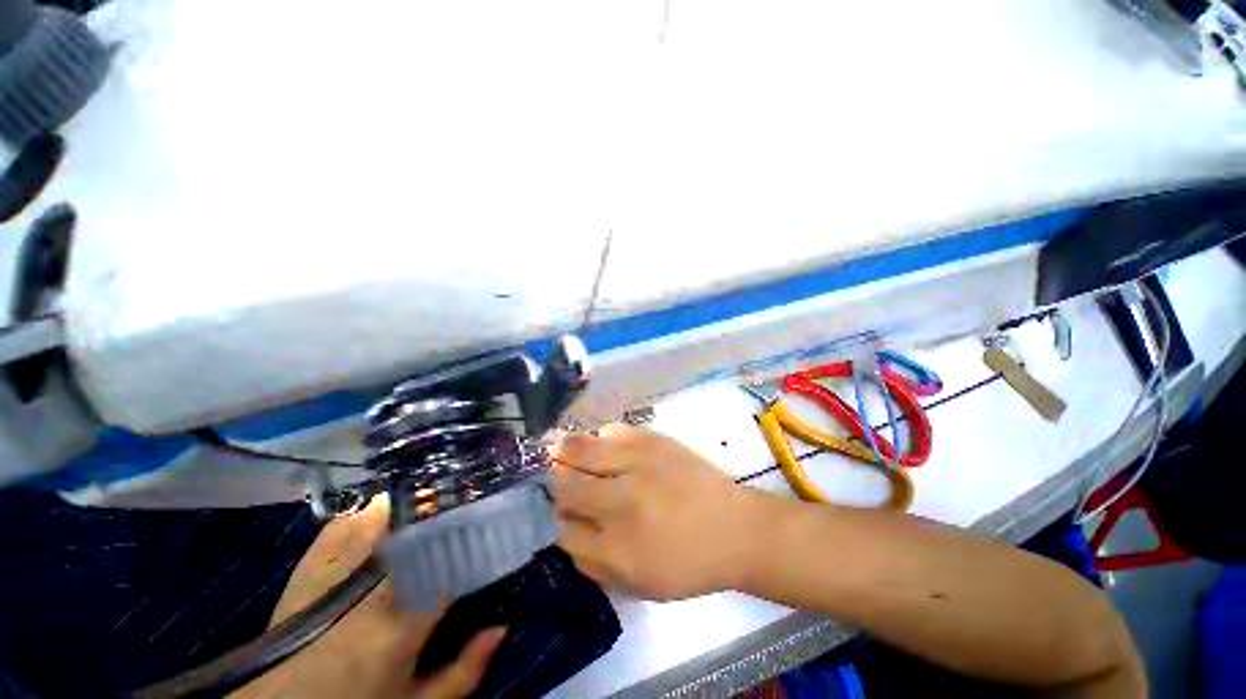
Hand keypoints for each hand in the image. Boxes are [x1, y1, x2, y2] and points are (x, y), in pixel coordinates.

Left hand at [234, 496, 504, 698]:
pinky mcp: (309, 566)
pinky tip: (387, 510)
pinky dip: (369, 511)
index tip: (488, 523)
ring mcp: (334, 572)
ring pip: (382, 517)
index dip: (473, 538)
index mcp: (401, 624)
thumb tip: (501, 627)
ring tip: (433, 499)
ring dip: (411, 504)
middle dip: (446, 510)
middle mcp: (371, 589)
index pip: (451, 562)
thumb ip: (464, 671)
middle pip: (418, 530)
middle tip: (466, 501)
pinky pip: (344, 523)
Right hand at [550, 424, 764, 600]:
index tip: (553, 512)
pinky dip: (601, 438)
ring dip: (565, 453)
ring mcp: (637, 464)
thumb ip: (592, 562)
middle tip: (555, 479)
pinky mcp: (653, 440)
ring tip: (564, 454)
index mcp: (616, 548)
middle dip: (552, 482)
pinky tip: (607, 447)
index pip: (559, 528)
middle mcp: (620, 501)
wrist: (735, 528)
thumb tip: (562, 532)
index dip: (551, 519)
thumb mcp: (637, 584)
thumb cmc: (688, 564)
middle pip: (563, 483)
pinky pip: (610, 429)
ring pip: (578, 448)